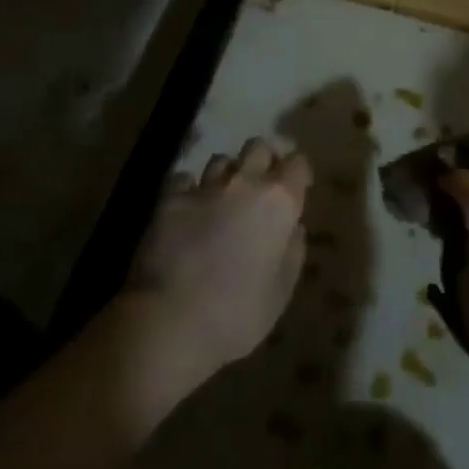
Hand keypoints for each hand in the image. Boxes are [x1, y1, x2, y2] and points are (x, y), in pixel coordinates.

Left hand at [119, 137, 311, 394]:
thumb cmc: (237, 314)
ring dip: (226, 176)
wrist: (171, 322)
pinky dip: (189, 190)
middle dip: (262, 161)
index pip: (298, 163)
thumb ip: (292, 251)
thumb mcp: (281, 292)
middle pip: (258, 147)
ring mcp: (204, 186)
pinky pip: (184, 179)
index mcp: (278, 201)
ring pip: (221, 160)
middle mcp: (244, 183)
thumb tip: (293, 228)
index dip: (298, 173)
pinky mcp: (170, 198)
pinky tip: (187, 210)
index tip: (296, 189)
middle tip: (259, 188)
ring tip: (221, 199)